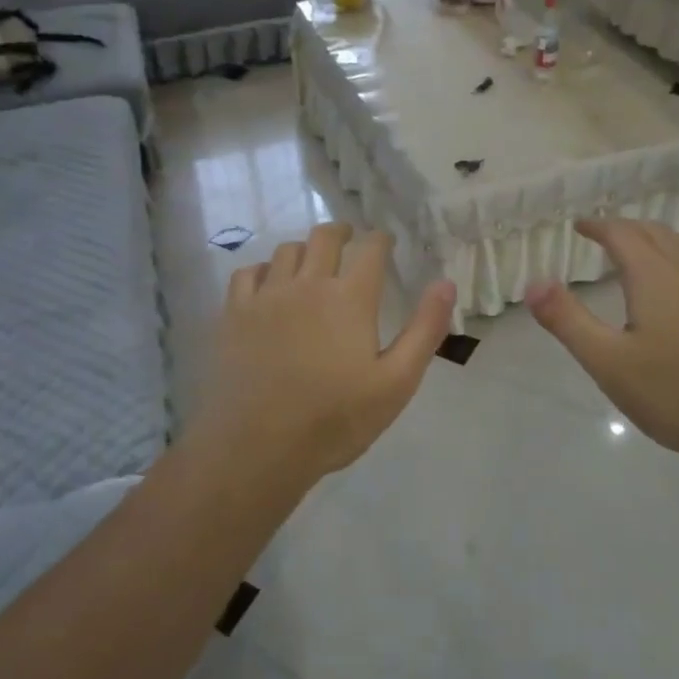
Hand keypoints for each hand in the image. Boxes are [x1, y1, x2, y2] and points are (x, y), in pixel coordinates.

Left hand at [186, 223, 456, 478]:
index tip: (385, 242)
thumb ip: (424, 330)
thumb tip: (445, 282)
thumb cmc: (334, 420)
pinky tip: (267, 284)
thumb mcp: (396, 382)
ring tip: (311, 262)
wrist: (257, 446)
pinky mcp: (233, 314)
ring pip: (286, 251)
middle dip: (342, 232)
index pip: (370, 249)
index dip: (380, 240)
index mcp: (350, 298)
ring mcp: (266, 296)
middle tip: (349, 239)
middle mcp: (307, 284)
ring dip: (304, 249)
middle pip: (324, 237)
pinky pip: (247, 273)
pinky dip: (263, 270)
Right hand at [525, 219, 678, 468]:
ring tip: (642, 253)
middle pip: (656, 232)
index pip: (622, 234)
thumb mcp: (609, 363)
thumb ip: (568, 320)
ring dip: (658, 239)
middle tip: (604, 236)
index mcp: (655, 276)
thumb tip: (533, 283)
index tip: (580, 226)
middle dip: (626, 229)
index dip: (598, 226)